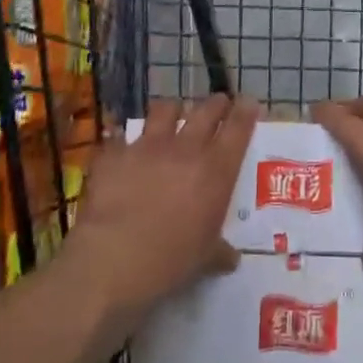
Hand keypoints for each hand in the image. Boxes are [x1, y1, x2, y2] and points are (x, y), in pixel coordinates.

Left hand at [66, 94, 257, 311]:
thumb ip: (220, 252)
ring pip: (165, 110)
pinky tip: (123, 150)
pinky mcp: (116, 154)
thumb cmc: (170, 260)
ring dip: (172, 110)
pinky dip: (126, 142)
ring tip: (171, 115)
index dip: (245, 112)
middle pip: (206, 111)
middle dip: (216, 104)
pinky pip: (122, 138)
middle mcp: (186, 149)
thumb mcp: (205, 259)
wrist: (113, 258)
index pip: (238, 129)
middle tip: (219, 103)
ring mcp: (148, 147)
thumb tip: (231, 257)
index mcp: (216, 171)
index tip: (248, 102)